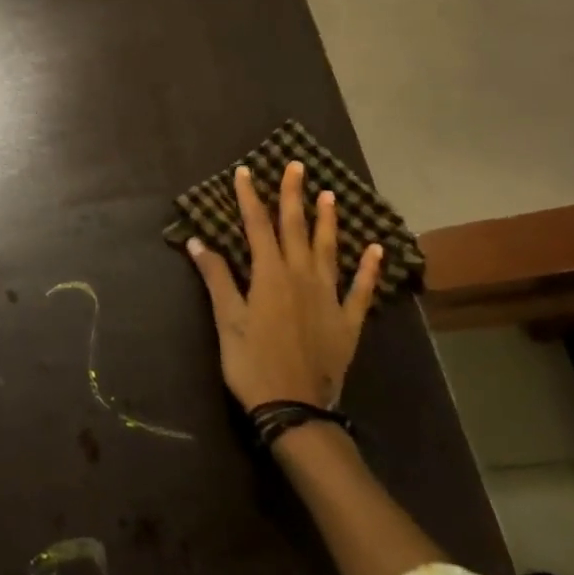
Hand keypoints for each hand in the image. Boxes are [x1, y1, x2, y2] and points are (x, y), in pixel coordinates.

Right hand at [187, 162, 383, 410]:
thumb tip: (196, 240)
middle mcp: (301, 277)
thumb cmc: (252, 363)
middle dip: (293, 195)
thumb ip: (216, 278)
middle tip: (296, 166)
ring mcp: (329, 297)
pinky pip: (361, 290)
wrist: (294, 408)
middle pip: (296, 229)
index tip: (245, 171)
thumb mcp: (226, 320)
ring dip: (328, 221)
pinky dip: (369, 269)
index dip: (249, 197)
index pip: (257, 226)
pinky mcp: (347, 321)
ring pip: (329, 250)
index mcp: (269, 275)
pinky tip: (376, 250)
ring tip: (330, 195)